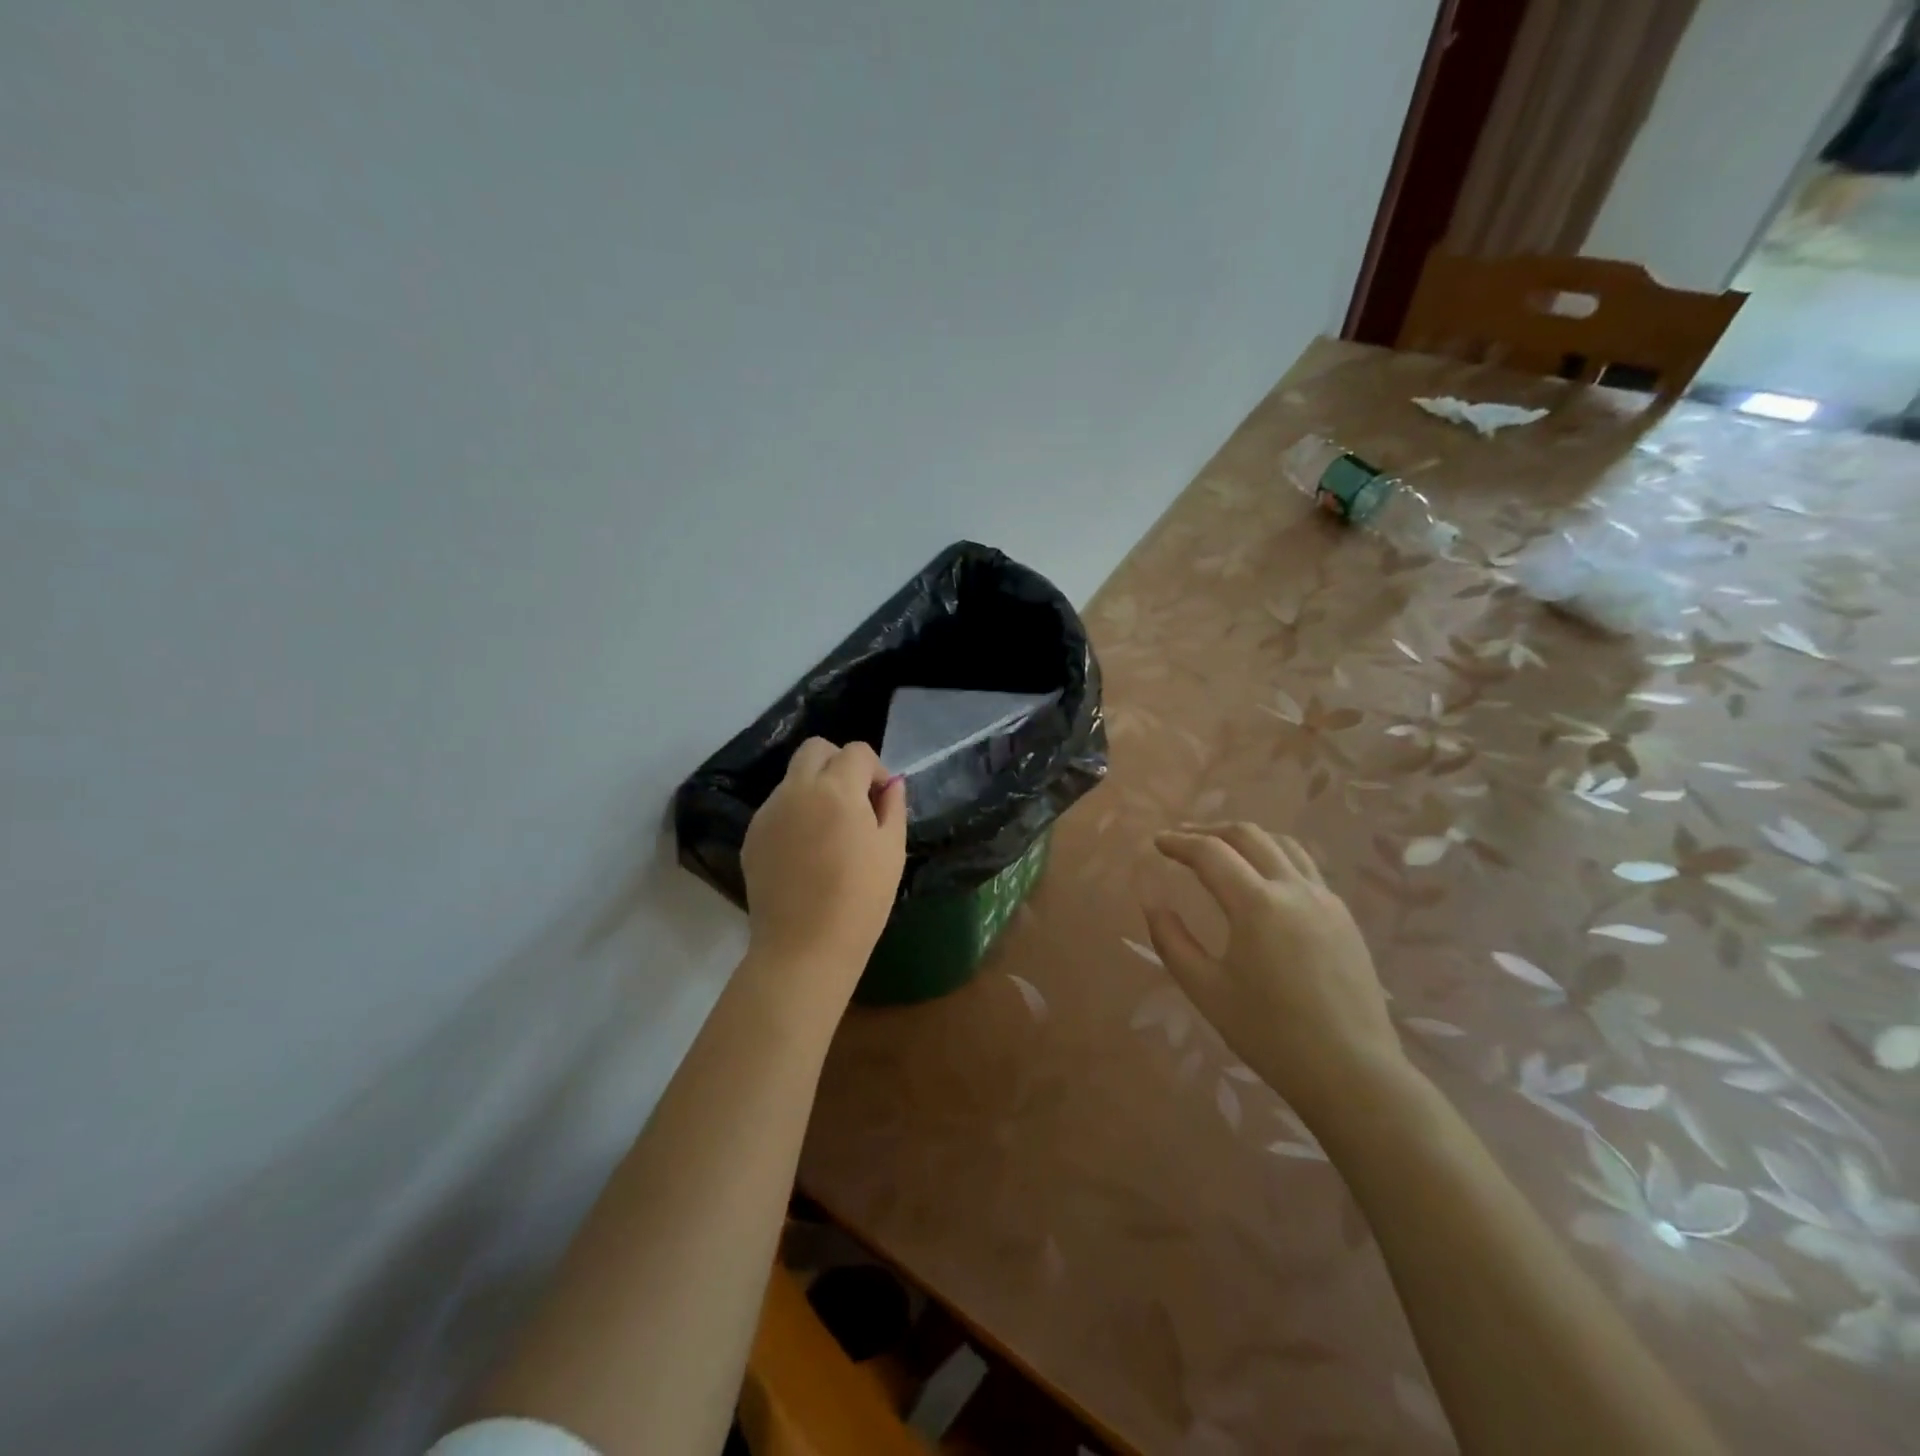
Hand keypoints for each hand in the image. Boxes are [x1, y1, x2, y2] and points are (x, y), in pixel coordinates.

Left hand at [741, 738, 906, 1007]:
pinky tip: (807, 852)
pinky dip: (796, 814)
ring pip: (793, 778)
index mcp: (836, 789)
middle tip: (854, 800)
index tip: (880, 799)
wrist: (804, 948)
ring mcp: (768, 812)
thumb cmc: (860, 900)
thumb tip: (890, 784)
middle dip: (839, 763)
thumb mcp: (892, 851)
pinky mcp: (752, 836)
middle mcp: (796, 790)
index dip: (874, 769)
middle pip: (815, 749)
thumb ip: (892, 807)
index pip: (856, 751)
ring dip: (815, 788)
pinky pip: (778, 808)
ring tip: (830, 831)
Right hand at [1147, 823, 1406, 1120]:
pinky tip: (1263, 881)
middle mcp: (1294, 888)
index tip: (1157, 842)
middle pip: (1248, 835)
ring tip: (1222, 850)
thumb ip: (1171, 941)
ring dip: (1245, 838)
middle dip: (1209, 830)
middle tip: (1182, 841)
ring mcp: (1326, 899)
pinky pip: (1305, 868)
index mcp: (1257, 904)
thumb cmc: (1270, 1034)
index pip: (1210, 853)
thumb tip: (1152, 902)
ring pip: (1283, 844)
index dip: (1179, 842)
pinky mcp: (1344, 917)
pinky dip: (1274, 858)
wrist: (1352, 1073)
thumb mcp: (1206, 990)